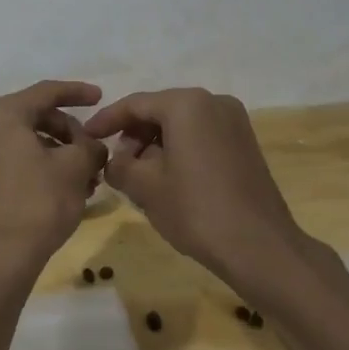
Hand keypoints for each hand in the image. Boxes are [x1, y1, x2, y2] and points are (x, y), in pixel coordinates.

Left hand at [0, 80, 108, 277]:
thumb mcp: (75, 168)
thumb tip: (95, 145)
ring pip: (29, 140)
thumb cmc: (38, 202)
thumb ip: (90, 146)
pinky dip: (44, 166)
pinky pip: (17, 159)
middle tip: (95, 151)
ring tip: (89, 178)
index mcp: (3, 114)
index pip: (46, 92)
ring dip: (61, 153)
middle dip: (71, 132)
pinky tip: (69, 188)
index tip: (101, 97)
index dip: (77, 92)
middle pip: (37, 116)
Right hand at [84, 88, 307, 287]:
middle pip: (160, 110)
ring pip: (182, 124)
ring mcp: (234, 121)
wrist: (260, 248)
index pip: (135, 104)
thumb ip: (119, 165)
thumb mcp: (145, 188)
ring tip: (140, 175)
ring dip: (156, 144)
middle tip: (116, 163)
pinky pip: (201, 135)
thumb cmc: (196, 210)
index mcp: (186, 104)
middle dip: (134, 134)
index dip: (107, 120)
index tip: (88, 137)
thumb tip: (115, 161)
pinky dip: (180, 149)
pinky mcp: (245, 142)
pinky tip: (168, 177)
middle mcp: (213, 101)